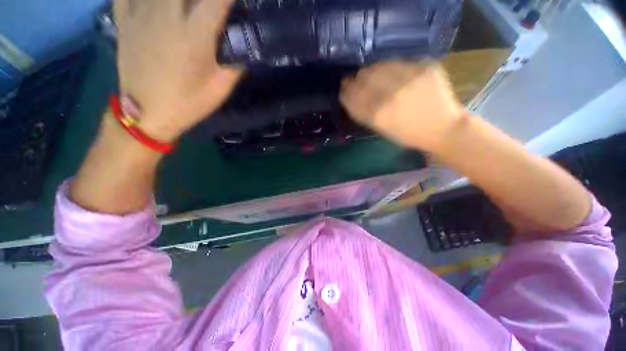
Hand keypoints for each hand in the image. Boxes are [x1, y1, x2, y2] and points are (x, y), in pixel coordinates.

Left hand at [114, 0, 241, 140]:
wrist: (147, 114)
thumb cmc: (188, 102)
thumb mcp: (220, 88)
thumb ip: (235, 65)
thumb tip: (245, 47)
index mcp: (194, 34)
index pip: (218, 0)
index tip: (239, 2)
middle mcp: (167, 14)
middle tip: (208, 4)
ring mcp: (140, 13)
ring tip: (186, 6)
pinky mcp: (124, 19)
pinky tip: (154, 2)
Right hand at [340, 60, 464, 151]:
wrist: (442, 128)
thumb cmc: (407, 135)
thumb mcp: (381, 129)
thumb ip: (364, 113)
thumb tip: (351, 97)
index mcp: (378, 115)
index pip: (353, 97)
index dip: (345, 91)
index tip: (344, 89)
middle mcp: (391, 95)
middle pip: (363, 78)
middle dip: (355, 79)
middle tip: (355, 80)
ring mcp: (409, 79)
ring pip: (379, 66)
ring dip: (370, 70)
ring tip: (370, 74)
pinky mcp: (424, 67)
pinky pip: (398, 62)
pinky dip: (389, 67)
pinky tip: (389, 71)